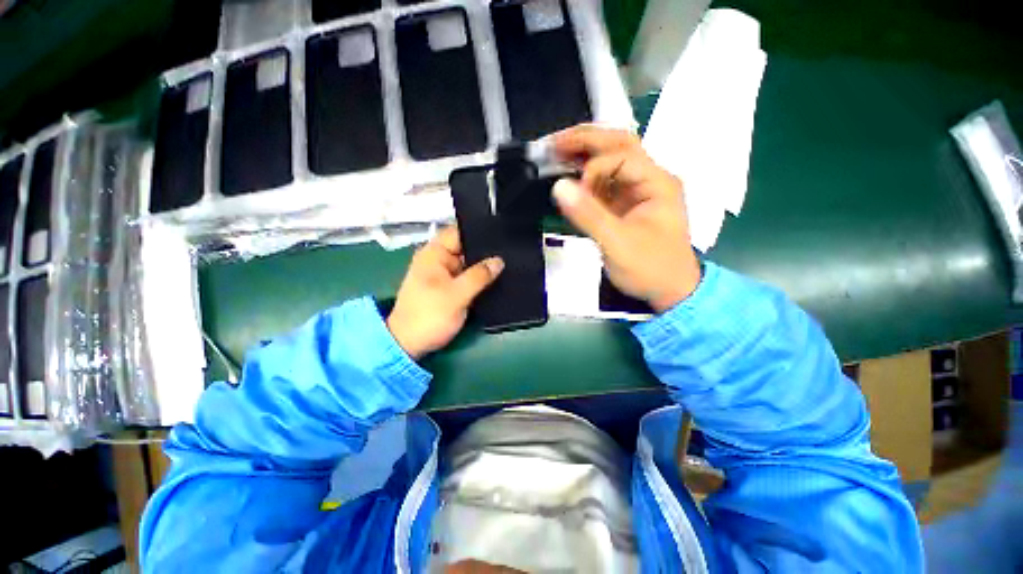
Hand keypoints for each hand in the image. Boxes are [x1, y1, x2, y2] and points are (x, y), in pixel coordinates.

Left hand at [387, 227, 503, 358]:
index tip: (503, 233)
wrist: (408, 344)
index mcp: (434, 253)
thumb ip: (479, 276)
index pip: (459, 231)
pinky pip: (463, 279)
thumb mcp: (457, 295)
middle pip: (465, 247)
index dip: (479, 231)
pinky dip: (476, 281)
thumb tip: (498, 261)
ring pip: (466, 264)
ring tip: (510, 265)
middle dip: (484, 251)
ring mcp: (440, 275)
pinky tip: (495, 281)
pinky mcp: (444, 290)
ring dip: (481, 268)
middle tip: (513, 251)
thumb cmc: (429, 315)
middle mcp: (436, 260)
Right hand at [552, 124, 700, 312]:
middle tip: (553, 144)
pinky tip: (569, 170)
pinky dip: (588, 169)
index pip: (622, 157)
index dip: (594, 169)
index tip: (577, 192)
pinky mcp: (632, 197)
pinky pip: (609, 173)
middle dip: (585, 139)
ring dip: (585, 150)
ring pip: (614, 153)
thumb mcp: (619, 245)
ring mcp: (643, 186)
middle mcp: (653, 177)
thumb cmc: (653, 270)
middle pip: (619, 143)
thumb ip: (589, 214)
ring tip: (556, 151)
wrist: (673, 293)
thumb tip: (559, 186)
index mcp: (658, 183)